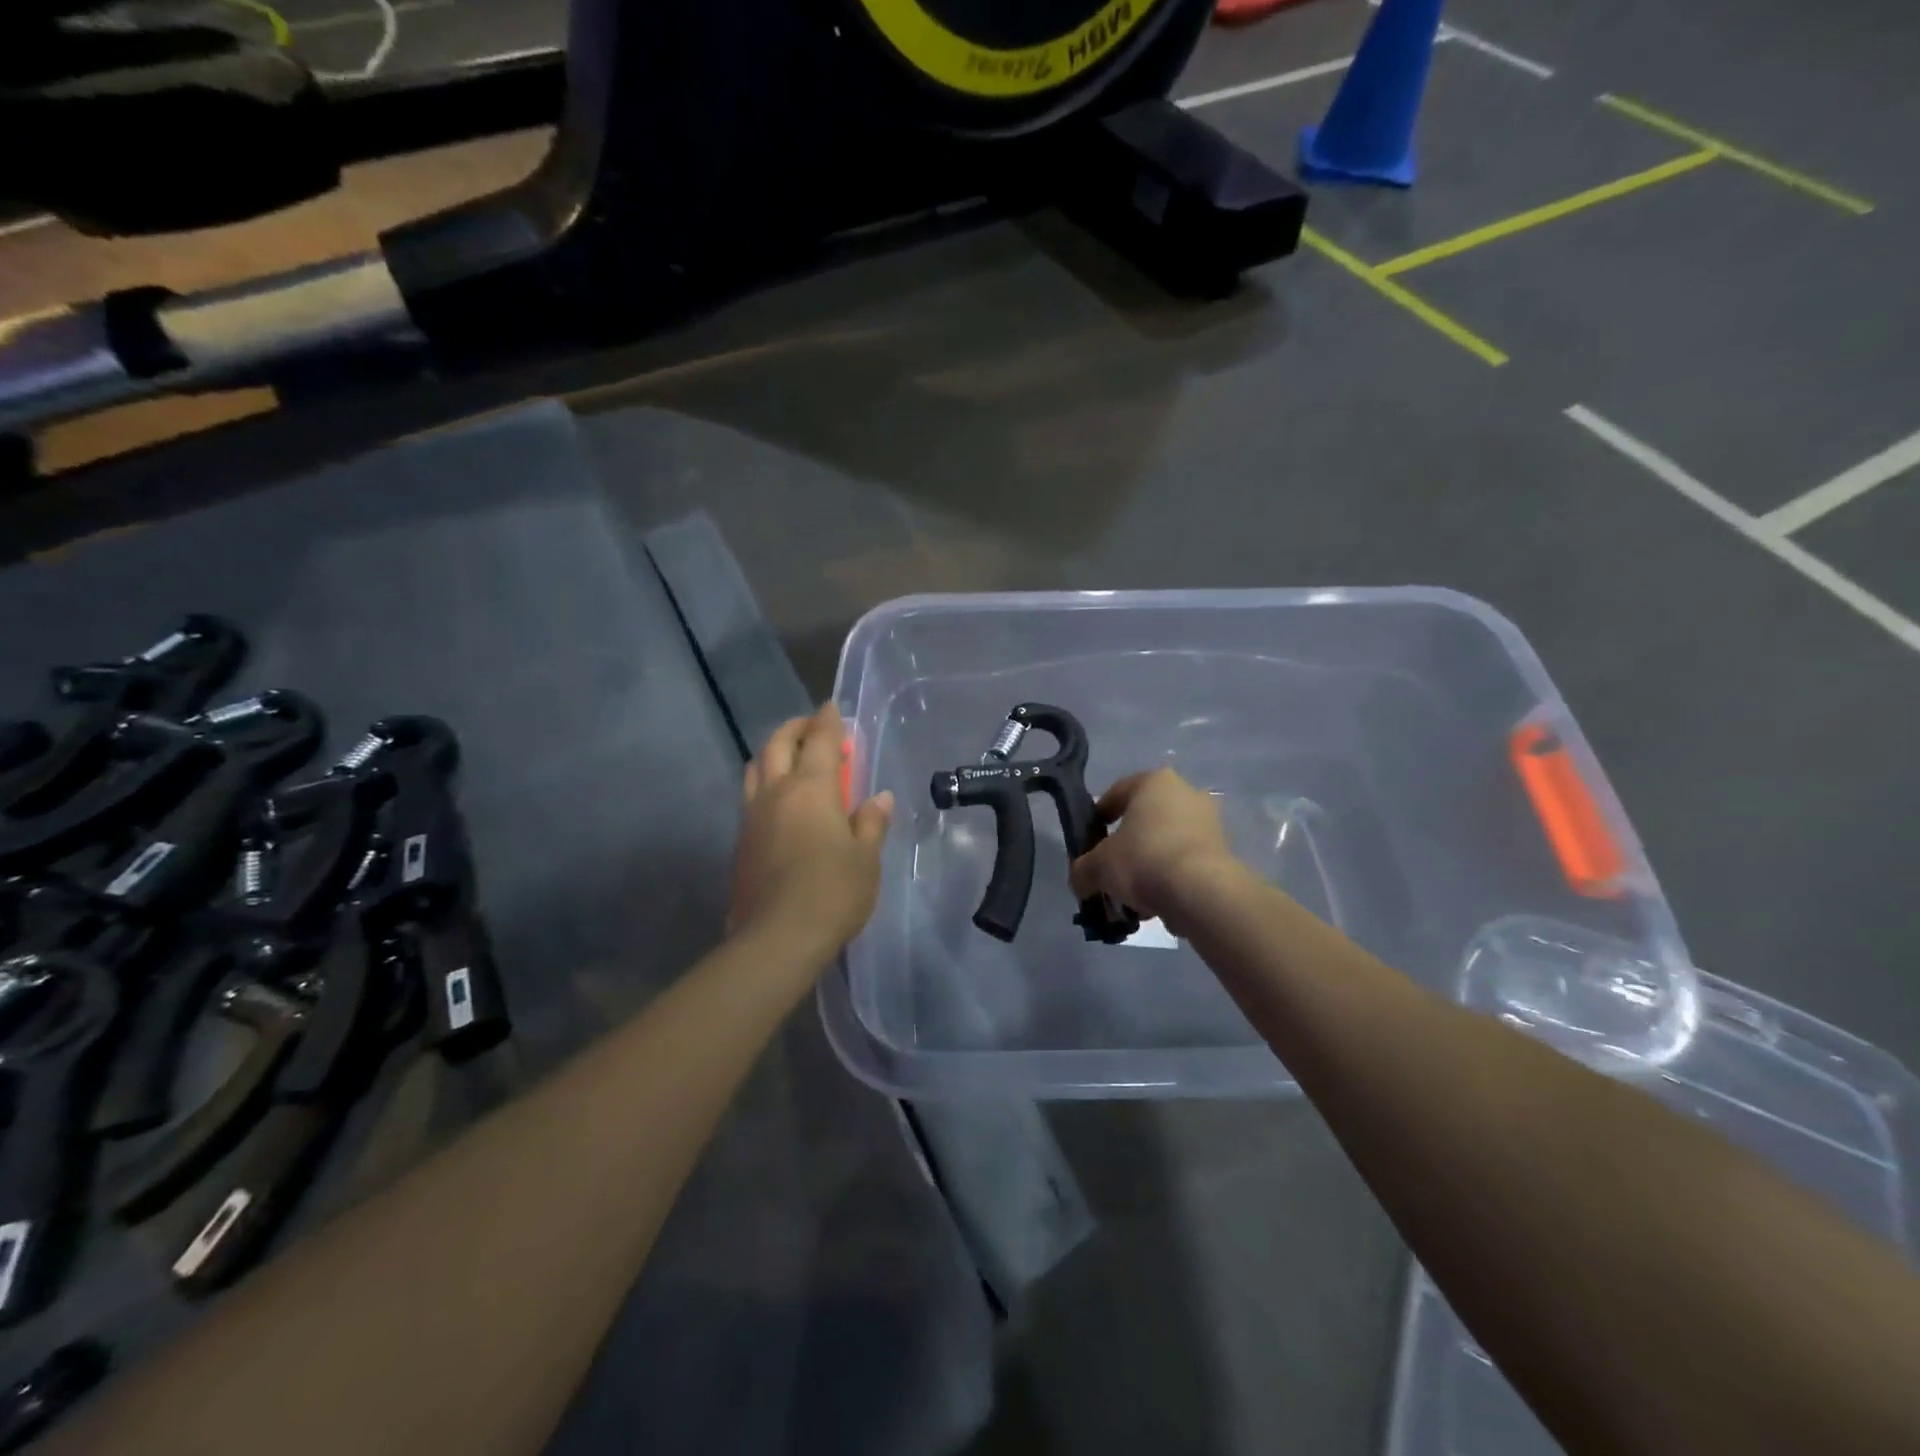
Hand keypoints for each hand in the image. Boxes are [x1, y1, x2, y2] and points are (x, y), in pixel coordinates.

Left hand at [730, 704, 894, 961]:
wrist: (777, 939)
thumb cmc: (832, 892)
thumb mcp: (866, 859)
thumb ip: (871, 823)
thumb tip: (880, 798)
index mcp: (811, 789)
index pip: (820, 741)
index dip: (828, 720)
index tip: (833, 707)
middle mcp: (776, 793)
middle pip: (777, 744)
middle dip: (795, 728)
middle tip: (812, 727)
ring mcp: (753, 817)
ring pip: (755, 768)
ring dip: (773, 753)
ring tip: (791, 759)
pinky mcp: (741, 842)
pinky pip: (751, 797)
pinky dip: (765, 784)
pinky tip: (781, 803)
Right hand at [1068, 768, 1240, 935]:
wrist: (1201, 893)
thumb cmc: (1143, 860)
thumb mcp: (1097, 866)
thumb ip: (1082, 870)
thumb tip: (1080, 880)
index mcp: (1154, 782)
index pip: (1117, 793)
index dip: (1098, 817)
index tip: (1089, 840)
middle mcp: (1186, 793)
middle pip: (1145, 819)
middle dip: (1127, 845)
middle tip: (1111, 870)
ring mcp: (1209, 823)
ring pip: (1166, 843)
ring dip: (1149, 864)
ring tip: (1132, 896)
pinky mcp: (1223, 852)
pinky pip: (1185, 862)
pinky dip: (1170, 879)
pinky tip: (1156, 904)